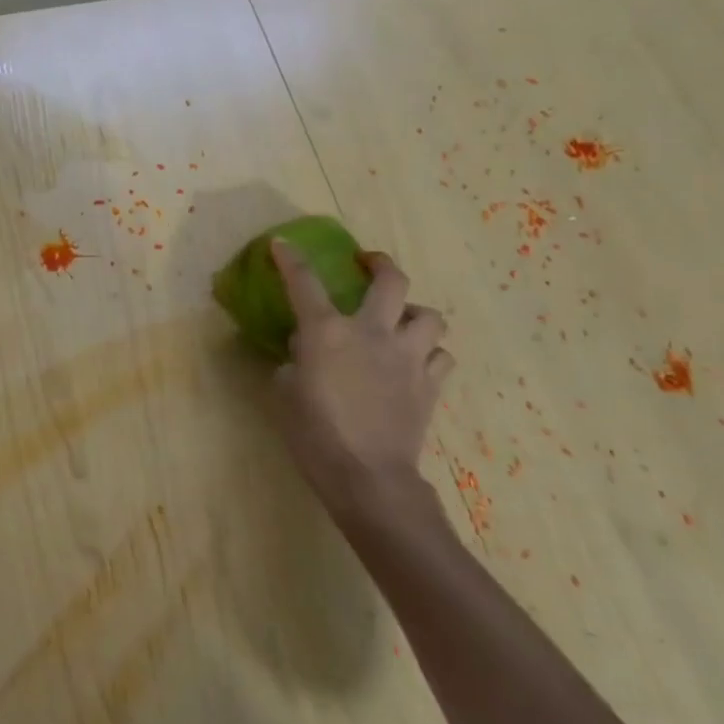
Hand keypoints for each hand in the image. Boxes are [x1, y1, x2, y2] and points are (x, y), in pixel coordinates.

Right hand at [268, 242, 453, 519]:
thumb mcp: (284, 392)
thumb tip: (304, 352)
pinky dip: (431, 354)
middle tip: (368, 264)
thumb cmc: (314, 434)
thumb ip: (293, 362)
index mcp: (327, 332)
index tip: (281, 245)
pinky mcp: (430, 386)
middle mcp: (372, 333)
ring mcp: (408, 358)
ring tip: (402, 322)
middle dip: (380, 263)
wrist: (368, 478)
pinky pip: (442, 357)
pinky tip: (416, 363)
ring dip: (415, 314)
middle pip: (391, 281)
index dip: (290, 259)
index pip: (304, 282)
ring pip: (430, 317)